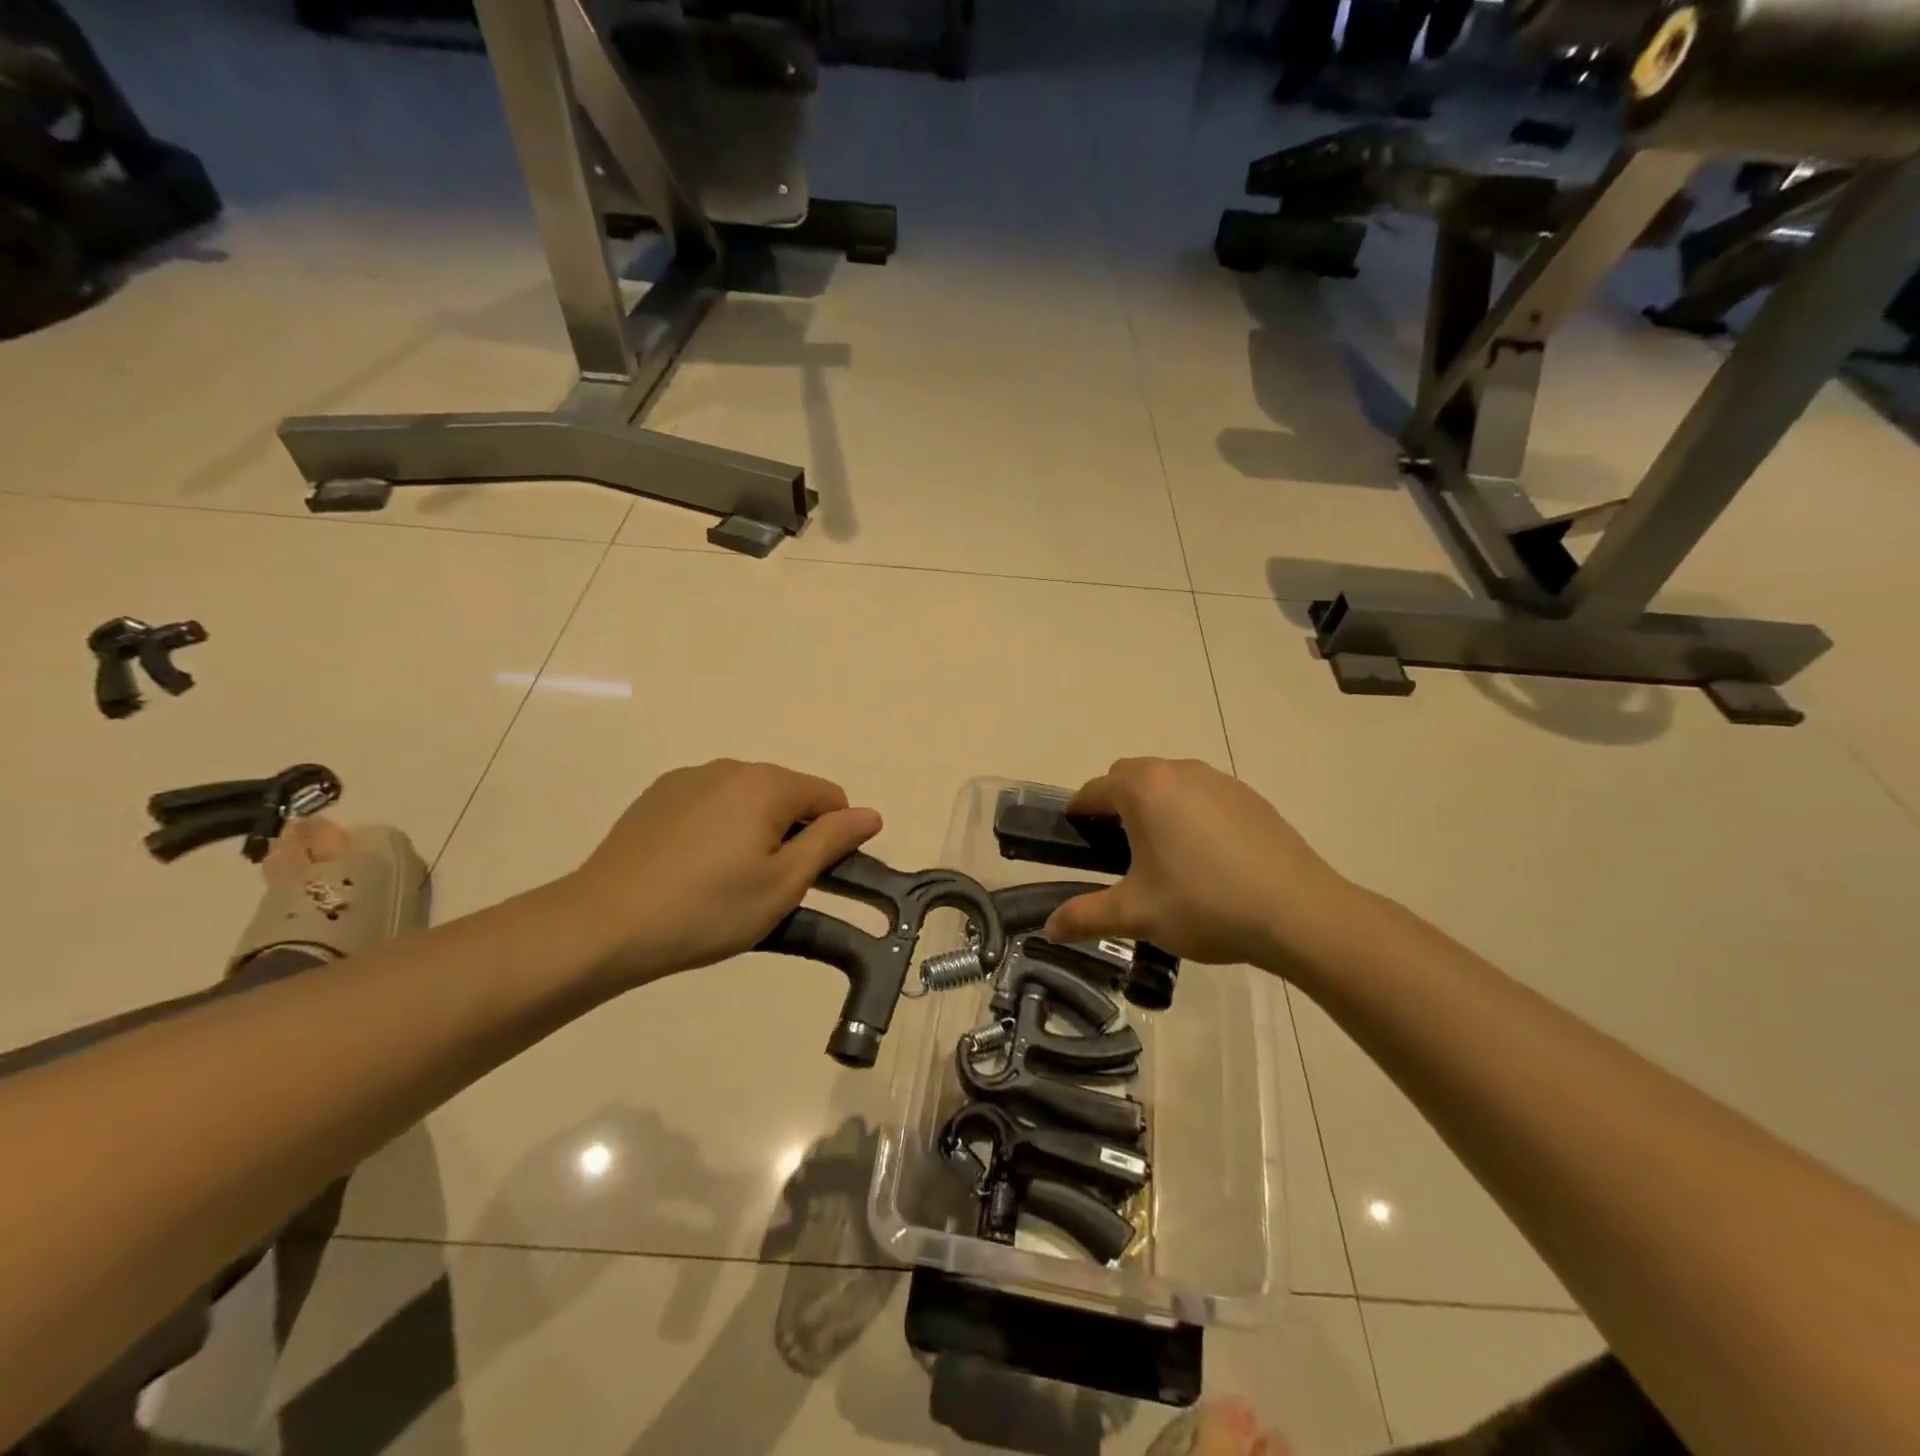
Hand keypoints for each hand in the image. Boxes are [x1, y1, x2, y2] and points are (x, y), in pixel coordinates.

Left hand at [565, 760, 880, 986]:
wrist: (604, 924)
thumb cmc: (707, 909)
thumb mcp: (783, 884)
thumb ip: (832, 841)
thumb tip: (871, 814)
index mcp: (767, 784)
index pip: (829, 797)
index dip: (833, 838)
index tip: (813, 880)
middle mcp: (731, 767)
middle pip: (788, 795)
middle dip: (792, 834)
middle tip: (770, 888)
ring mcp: (689, 778)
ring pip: (748, 800)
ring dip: (755, 831)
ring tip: (727, 882)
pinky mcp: (658, 795)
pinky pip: (711, 804)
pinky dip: (718, 828)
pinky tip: (693, 868)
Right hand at [1041, 758, 1356, 970]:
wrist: (1299, 913)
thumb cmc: (1205, 905)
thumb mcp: (1136, 915)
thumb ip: (1085, 916)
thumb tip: (1049, 929)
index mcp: (1145, 789)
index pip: (1094, 790)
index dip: (1078, 815)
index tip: (1076, 842)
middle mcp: (1179, 771)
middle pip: (1130, 777)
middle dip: (1116, 805)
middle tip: (1119, 853)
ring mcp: (1220, 780)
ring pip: (1170, 783)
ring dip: (1155, 807)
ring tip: (1165, 857)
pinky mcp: (1250, 797)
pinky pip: (1203, 795)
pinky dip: (1191, 814)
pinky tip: (1208, 859)